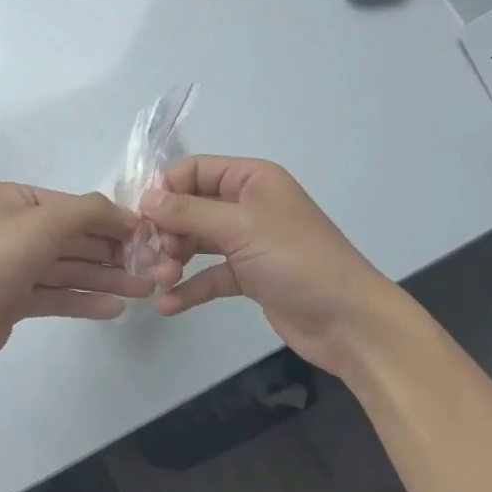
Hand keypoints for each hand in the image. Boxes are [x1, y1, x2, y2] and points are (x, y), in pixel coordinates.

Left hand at [0, 183, 153, 376]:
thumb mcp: (44, 222)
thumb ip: (90, 213)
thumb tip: (129, 217)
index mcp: (15, 200)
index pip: (74, 206)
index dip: (113, 220)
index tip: (150, 235)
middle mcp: (15, 229)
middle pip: (75, 239)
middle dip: (114, 253)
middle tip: (155, 267)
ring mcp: (14, 267)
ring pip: (69, 269)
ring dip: (106, 278)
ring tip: (145, 290)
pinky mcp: (14, 301)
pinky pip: (57, 296)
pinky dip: (85, 300)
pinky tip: (115, 308)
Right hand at [139, 156, 410, 376]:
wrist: (349, 321)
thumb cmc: (296, 260)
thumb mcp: (239, 227)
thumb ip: (188, 212)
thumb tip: (145, 199)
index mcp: (253, 179)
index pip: (196, 169)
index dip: (167, 187)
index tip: (141, 214)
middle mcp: (249, 204)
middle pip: (193, 206)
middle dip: (169, 228)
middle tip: (151, 253)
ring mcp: (250, 242)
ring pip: (199, 241)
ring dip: (176, 257)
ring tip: (160, 278)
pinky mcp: (251, 277)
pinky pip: (211, 275)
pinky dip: (190, 288)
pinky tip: (167, 304)